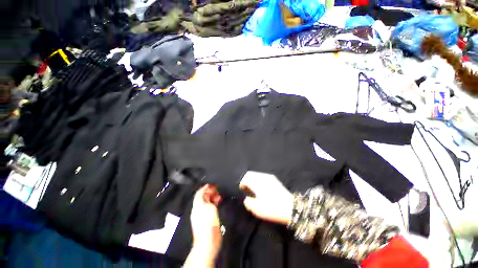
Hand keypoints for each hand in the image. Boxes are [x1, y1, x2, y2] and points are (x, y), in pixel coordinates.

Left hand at [186, 185, 221, 266]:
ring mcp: (203, 214)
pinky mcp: (208, 219)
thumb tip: (206, 188)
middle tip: (218, 189)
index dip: (205, 187)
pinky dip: (214, 203)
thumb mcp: (207, 207)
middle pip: (203, 197)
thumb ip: (205, 197)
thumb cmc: (208, 223)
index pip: (199, 193)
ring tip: (220, 196)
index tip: (213, 184)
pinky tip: (219, 202)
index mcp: (197, 205)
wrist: (208, 241)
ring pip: (207, 202)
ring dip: (213, 197)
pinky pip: (210, 208)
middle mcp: (199, 209)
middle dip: (210, 192)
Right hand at [239, 171, 292, 225]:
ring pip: (257, 174)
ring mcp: (269, 177)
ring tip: (254, 189)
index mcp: (257, 182)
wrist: (290, 208)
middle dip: (247, 180)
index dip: (242, 183)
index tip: (242, 190)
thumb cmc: (272, 208)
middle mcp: (262, 177)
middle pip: (251, 174)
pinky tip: (261, 188)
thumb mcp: (257, 209)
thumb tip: (246, 198)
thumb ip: (248, 202)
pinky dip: (259, 180)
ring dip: (253, 180)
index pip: (246, 177)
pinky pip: (262, 176)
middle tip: (247, 189)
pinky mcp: (274, 179)